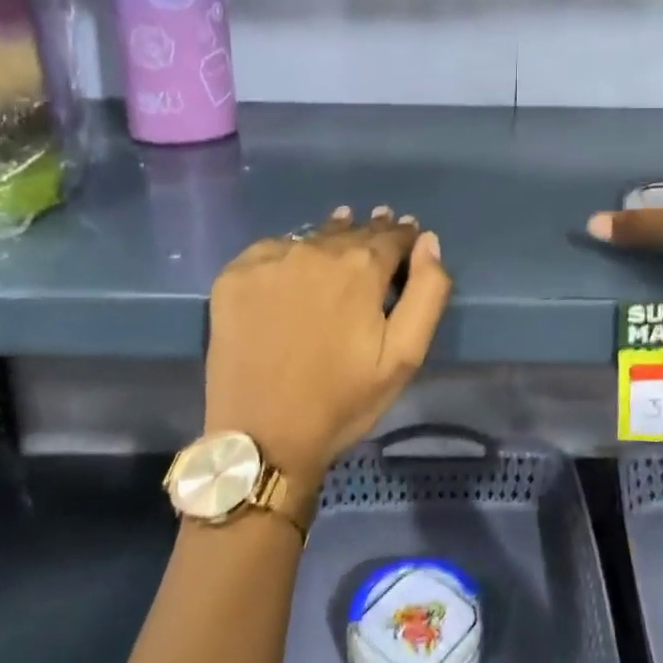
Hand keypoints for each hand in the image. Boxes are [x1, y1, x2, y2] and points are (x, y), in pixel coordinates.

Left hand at [204, 206, 450, 493]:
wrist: (261, 437)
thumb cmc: (342, 400)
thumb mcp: (405, 355)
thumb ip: (427, 291)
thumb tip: (428, 241)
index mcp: (362, 268)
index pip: (393, 237)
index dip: (405, 237)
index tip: (409, 236)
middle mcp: (315, 251)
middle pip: (352, 232)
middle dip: (371, 233)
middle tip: (380, 225)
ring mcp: (270, 260)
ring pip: (312, 238)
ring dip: (331, 237)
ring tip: (343, 229)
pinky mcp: (234, 276)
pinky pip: (271, 251)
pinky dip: (287, 254)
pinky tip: (293, 267)